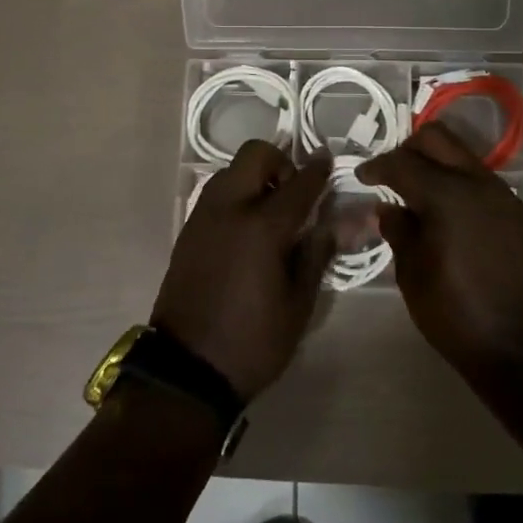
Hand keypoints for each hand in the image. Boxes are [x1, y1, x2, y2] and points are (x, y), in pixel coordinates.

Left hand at [152, 141, 332, 401]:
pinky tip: (247, 227)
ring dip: (255, 176)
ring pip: (232, 170)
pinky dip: (236, 193)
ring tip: (271, 211)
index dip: (318, 169)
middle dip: (280, 162)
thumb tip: (335, 222)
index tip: (328, 159)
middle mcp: (229, 208)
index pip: (299, 183)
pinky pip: (216, 193)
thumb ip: (316, 254)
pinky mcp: (188, 229)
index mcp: (262, 227)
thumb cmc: (253, 341)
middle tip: (294, 192)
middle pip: (255, 155)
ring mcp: (203, 215)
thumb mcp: (298, 304)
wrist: (187, 367)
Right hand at [357, 124, 522, 378]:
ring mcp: (504, 197)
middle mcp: (478, 184)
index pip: (402, 162)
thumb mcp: (412, 274)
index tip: (361, 177)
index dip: (377, 167)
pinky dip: (458, 185)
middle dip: (408, 149)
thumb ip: (398, 231)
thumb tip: (389, 208)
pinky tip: (448, 217)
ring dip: (437, 165)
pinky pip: (482, 183)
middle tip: (391, 176)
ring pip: (463, 157)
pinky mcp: (519, 215)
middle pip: (438, 139)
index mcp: (447, 196)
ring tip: (418, 196)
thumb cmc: (456, 315)